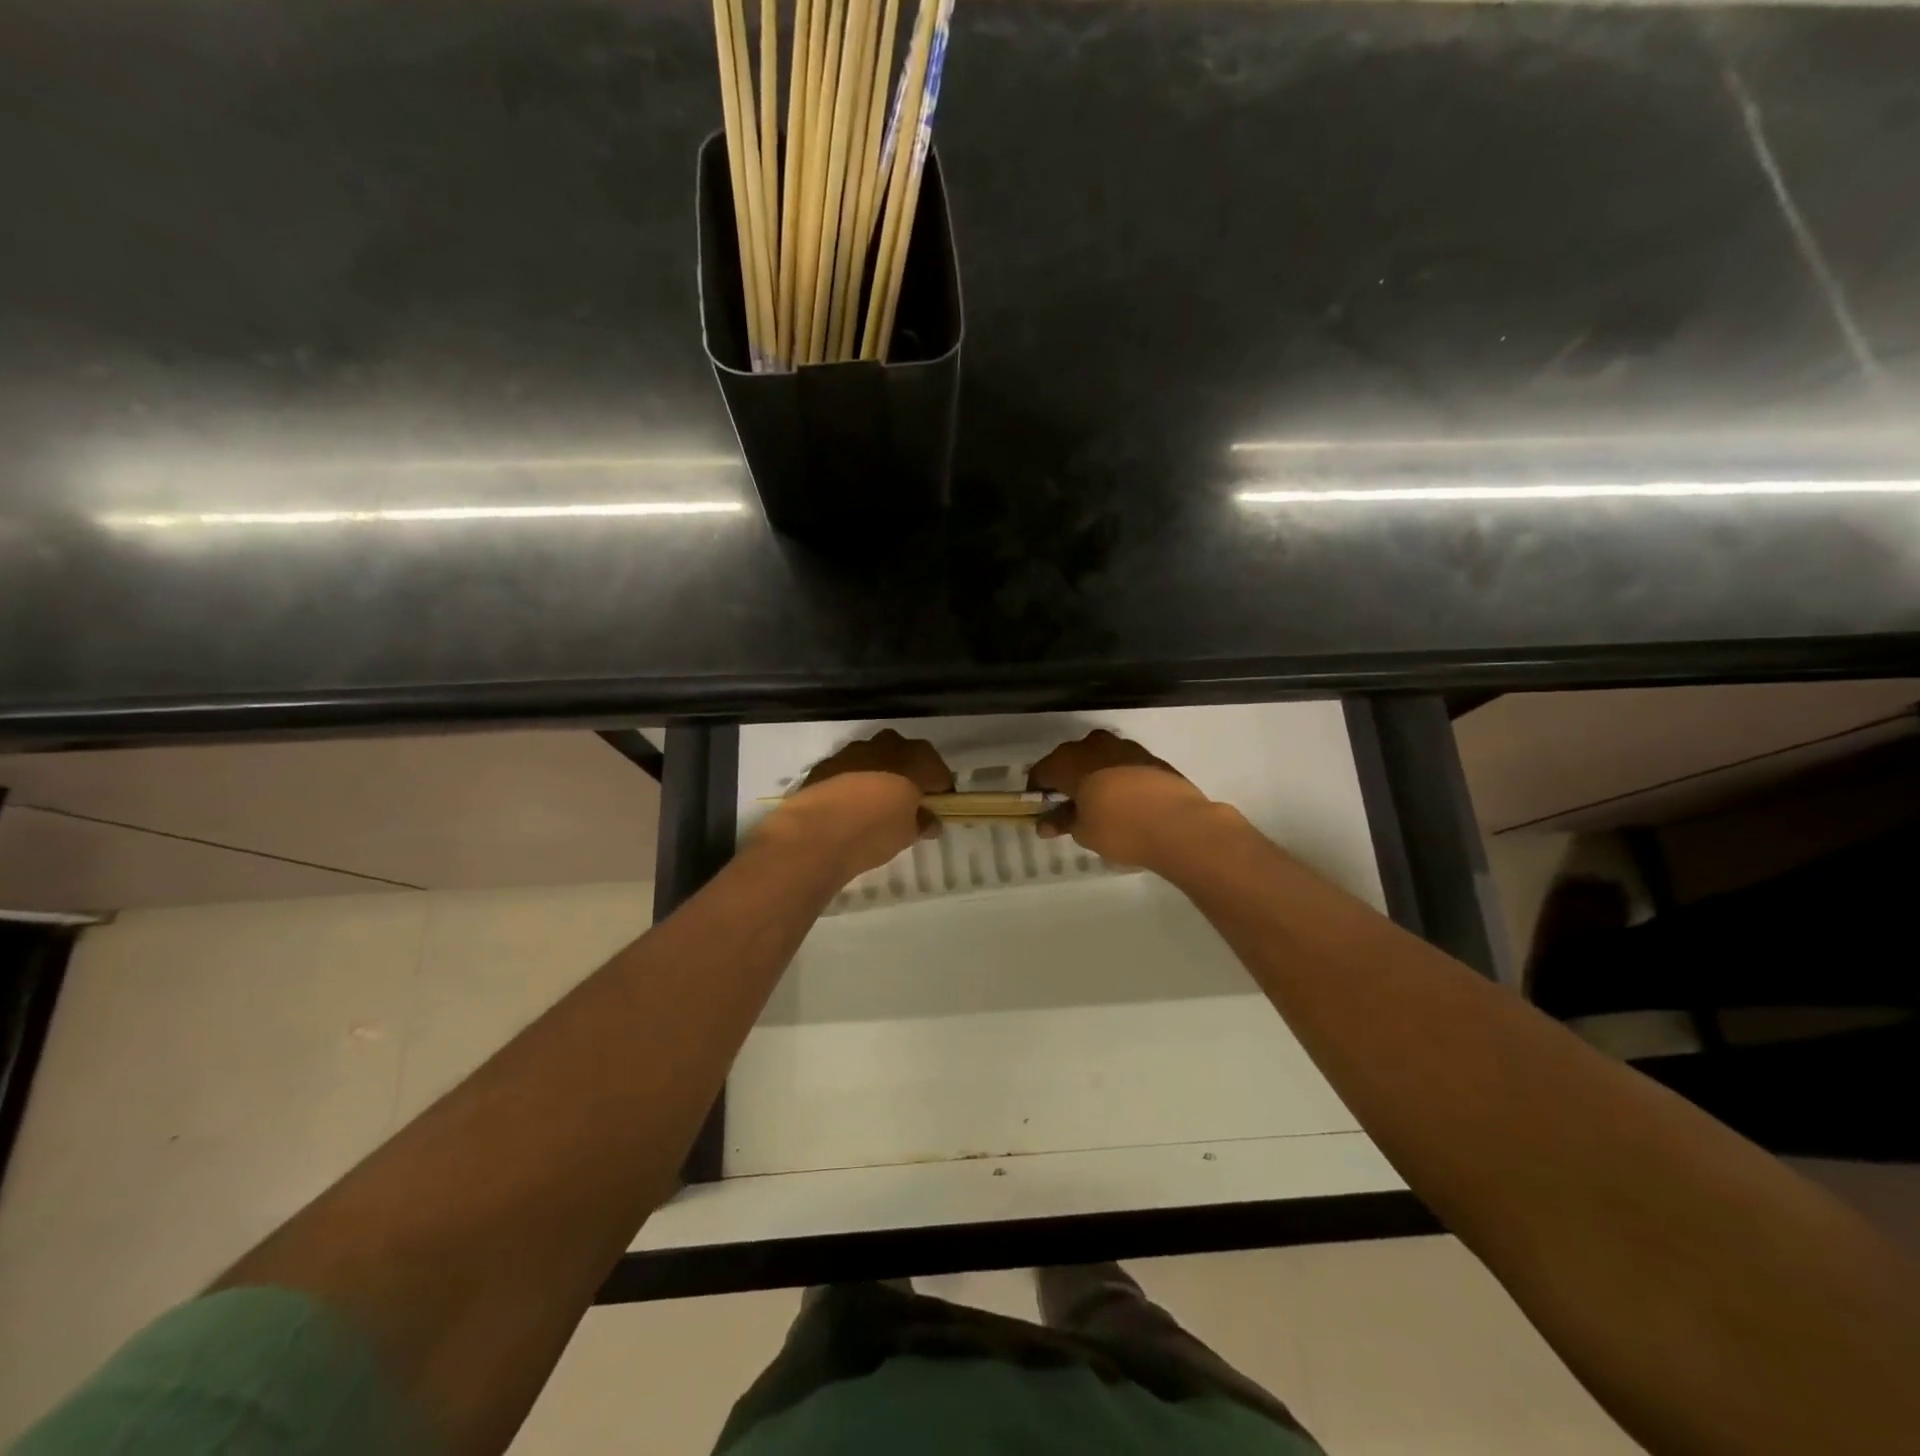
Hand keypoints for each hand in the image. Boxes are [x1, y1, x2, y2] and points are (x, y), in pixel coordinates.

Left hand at [757, 729, 954, 884]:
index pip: (939, 772)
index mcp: (917, 759)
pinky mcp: (827, 762)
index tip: (937, 810)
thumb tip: (929, 820)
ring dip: (879, 776)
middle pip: (907, 757)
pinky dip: (854, 782)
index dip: (940, 791)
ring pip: (875, 759)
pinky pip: (849, 769)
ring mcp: (854, 750)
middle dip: (909, 776)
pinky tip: (849, 806)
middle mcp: (887, 745)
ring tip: (875, 805)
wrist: (817, 831)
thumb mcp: (909, 833)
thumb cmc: (876, 829)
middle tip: (907, 803)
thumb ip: (923, 822)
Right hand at [1027, 729, 1221, 868]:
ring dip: (1093, 776)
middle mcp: (1093, 746)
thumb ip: (1062, 822)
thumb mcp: (1084, 832)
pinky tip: (1124, 801)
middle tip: (1069, 808)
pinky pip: (1122, 764)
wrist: (1179, 824)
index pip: (1042, 772)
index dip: (1037, 791)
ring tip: (1098, 804)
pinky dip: (1117, 778)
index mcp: (1069, 761)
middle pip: (1070, 760)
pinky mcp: (1150, 757)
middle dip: (1066, 781)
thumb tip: (1045, 823)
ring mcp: (1125, 747)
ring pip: (1098, 758)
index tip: (1041, 811)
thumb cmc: (1119, 828)